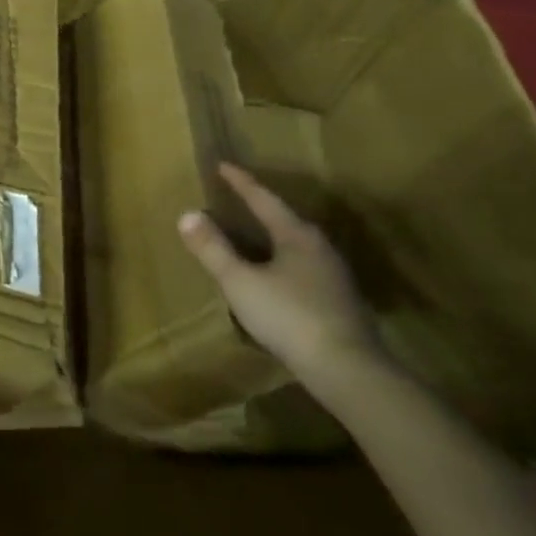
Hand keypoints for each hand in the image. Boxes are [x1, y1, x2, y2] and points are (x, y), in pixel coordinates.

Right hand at [177, 162, 384, 388]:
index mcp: (297, 235)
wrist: (348, 369)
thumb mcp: (240, 282)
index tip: (222, 165)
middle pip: (285, 219)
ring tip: (252, 238)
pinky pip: (304, 269)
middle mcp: (320, 248)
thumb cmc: (289, 317)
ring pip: (297, 246)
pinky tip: (275, 279)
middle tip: (237, 199)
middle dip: (260, 209)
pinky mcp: (340, 302)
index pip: (263, 199)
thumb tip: (187, 214)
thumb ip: (214, 249)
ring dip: (273, 238)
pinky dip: (283, 264)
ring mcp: (334, 276)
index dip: (241, 182)